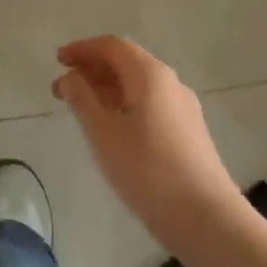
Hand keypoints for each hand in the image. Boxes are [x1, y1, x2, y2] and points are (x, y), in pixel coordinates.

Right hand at [53, 36, 244, 255]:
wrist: (208, 221)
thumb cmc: (148, 171)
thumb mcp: (103, 133)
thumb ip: (82, 99)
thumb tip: (70, 78)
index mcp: (150, 74)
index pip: (111, 46)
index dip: (82, 49)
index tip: (58, 61)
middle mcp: (170, 83)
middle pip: (126, 63)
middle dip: (92, 70)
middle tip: (63, 88)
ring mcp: (183, 109)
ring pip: (138, 86)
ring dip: (107, 90)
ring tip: (82, 110)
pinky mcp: (189, 133)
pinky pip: (150, 105)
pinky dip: (124, 105)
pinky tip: (112, 130)